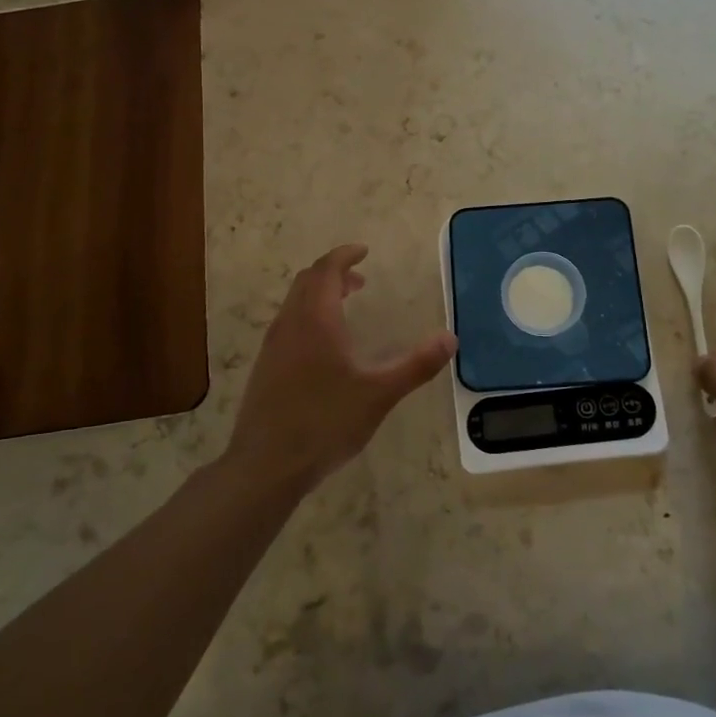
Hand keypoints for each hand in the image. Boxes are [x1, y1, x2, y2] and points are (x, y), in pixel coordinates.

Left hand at [226, 244, 455, 492]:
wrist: (265, 464)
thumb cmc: (325, 423)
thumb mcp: (379, 395)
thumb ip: (416, 365)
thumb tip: (450, 339)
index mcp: (316, 319)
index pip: (326, 269)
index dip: (344, 255)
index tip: (363, 252)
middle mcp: (290, 323)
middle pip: (307, 281)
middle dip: (333, 273)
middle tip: (359, 282)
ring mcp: (272, 345)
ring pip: (294, 302)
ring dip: (319, 294)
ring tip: (345, 309)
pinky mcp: (265, 366)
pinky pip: (288, 323)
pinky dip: (307, 315)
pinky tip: (323, 347)